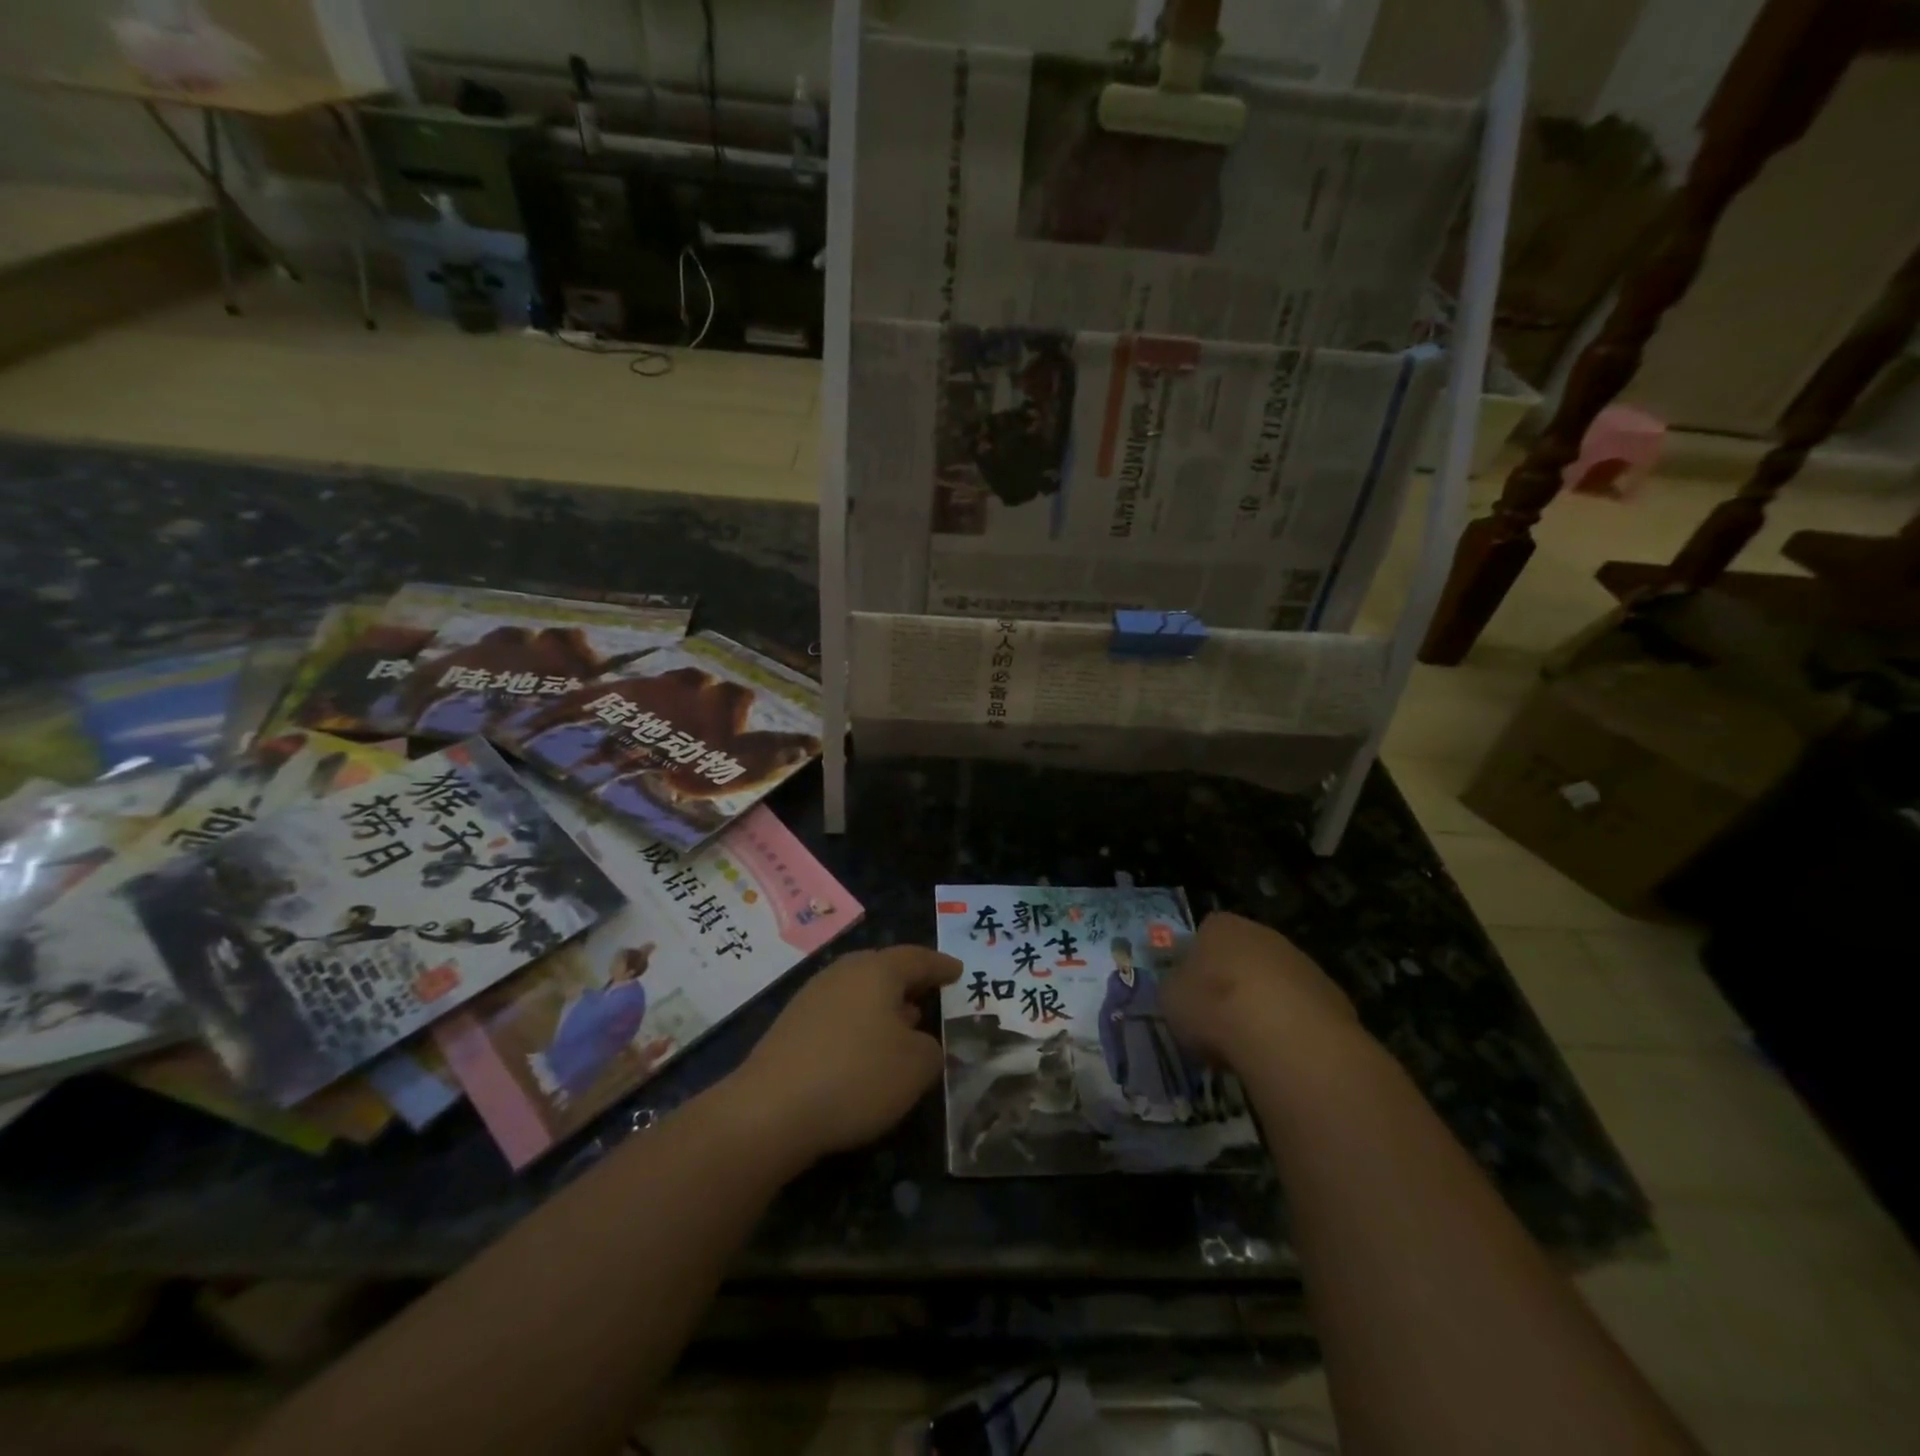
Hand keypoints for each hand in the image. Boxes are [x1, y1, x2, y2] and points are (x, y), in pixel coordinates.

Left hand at [732, 946, 960, 1162]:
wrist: (770, 1110)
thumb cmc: (856, 1076)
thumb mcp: (916, 1067)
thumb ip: (931, 1049)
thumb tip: (920, 1042)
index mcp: (877, 971)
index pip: (918, 958)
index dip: (941, 966)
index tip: (958, 971)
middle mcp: (843, 972)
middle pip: (884, 969)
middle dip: (909, 982)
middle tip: (931, 994)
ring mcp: (812, 997)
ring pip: (859, 991)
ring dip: (883, 1006)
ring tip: (903, 1025)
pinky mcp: (792, 1026)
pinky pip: (838, 1014)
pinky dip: (859, 1025)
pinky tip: (864, 1051)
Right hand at [1161, 912, 1356, 1071]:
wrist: (1284, 1035)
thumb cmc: (1213, 1006)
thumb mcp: (1170, 999)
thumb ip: (1175, 989)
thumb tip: (1182, 992)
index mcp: (1220, 926)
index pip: (1205, 933)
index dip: (1197, 964)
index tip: (1192, 995)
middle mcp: (1263, 934)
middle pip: (1243, 957)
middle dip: (1233, 984)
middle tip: (1220, 1021)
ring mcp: (1302, 963)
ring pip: (1275, 984)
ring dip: (1265, 1007)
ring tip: (1250, 1046)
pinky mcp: (1333, 997)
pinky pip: (1301, 1012)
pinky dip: (1292, 1030)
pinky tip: (1281, 1055)